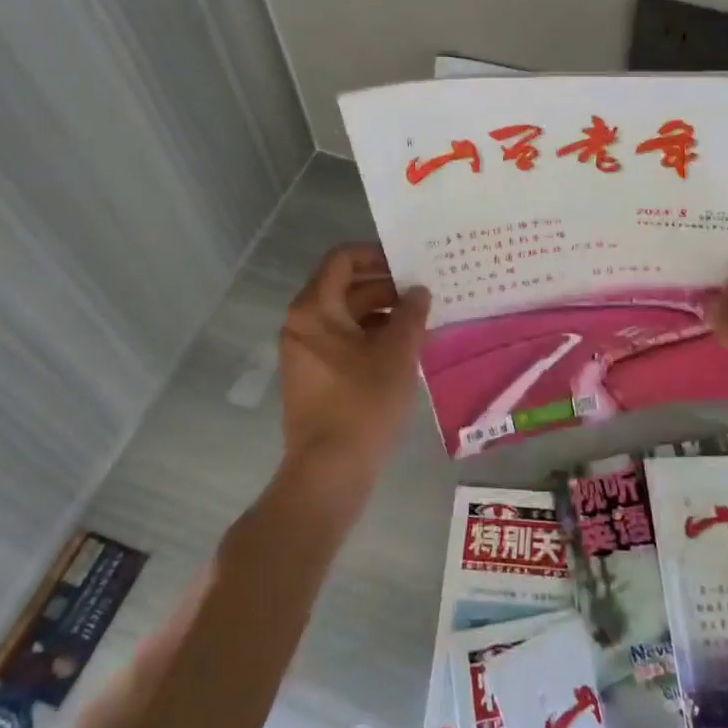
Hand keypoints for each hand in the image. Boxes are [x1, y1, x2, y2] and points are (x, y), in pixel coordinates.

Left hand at [276, 243, 429, 495]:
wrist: (328, 473)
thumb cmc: (362, 404)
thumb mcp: (396, 353)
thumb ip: (411, 314)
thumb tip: (419, 291)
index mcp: (314, 309)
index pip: (342, 260)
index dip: (376, 254)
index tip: (409, 262)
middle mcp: (302, 324)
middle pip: (345, 287)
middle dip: (386, 286)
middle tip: (425, 290)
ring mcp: (305, 352)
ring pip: (347, 316)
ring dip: (382, 313)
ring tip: (422, 320)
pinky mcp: (314, 376)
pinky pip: (343, 341)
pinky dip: (371, 337)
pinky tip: (405, 348)